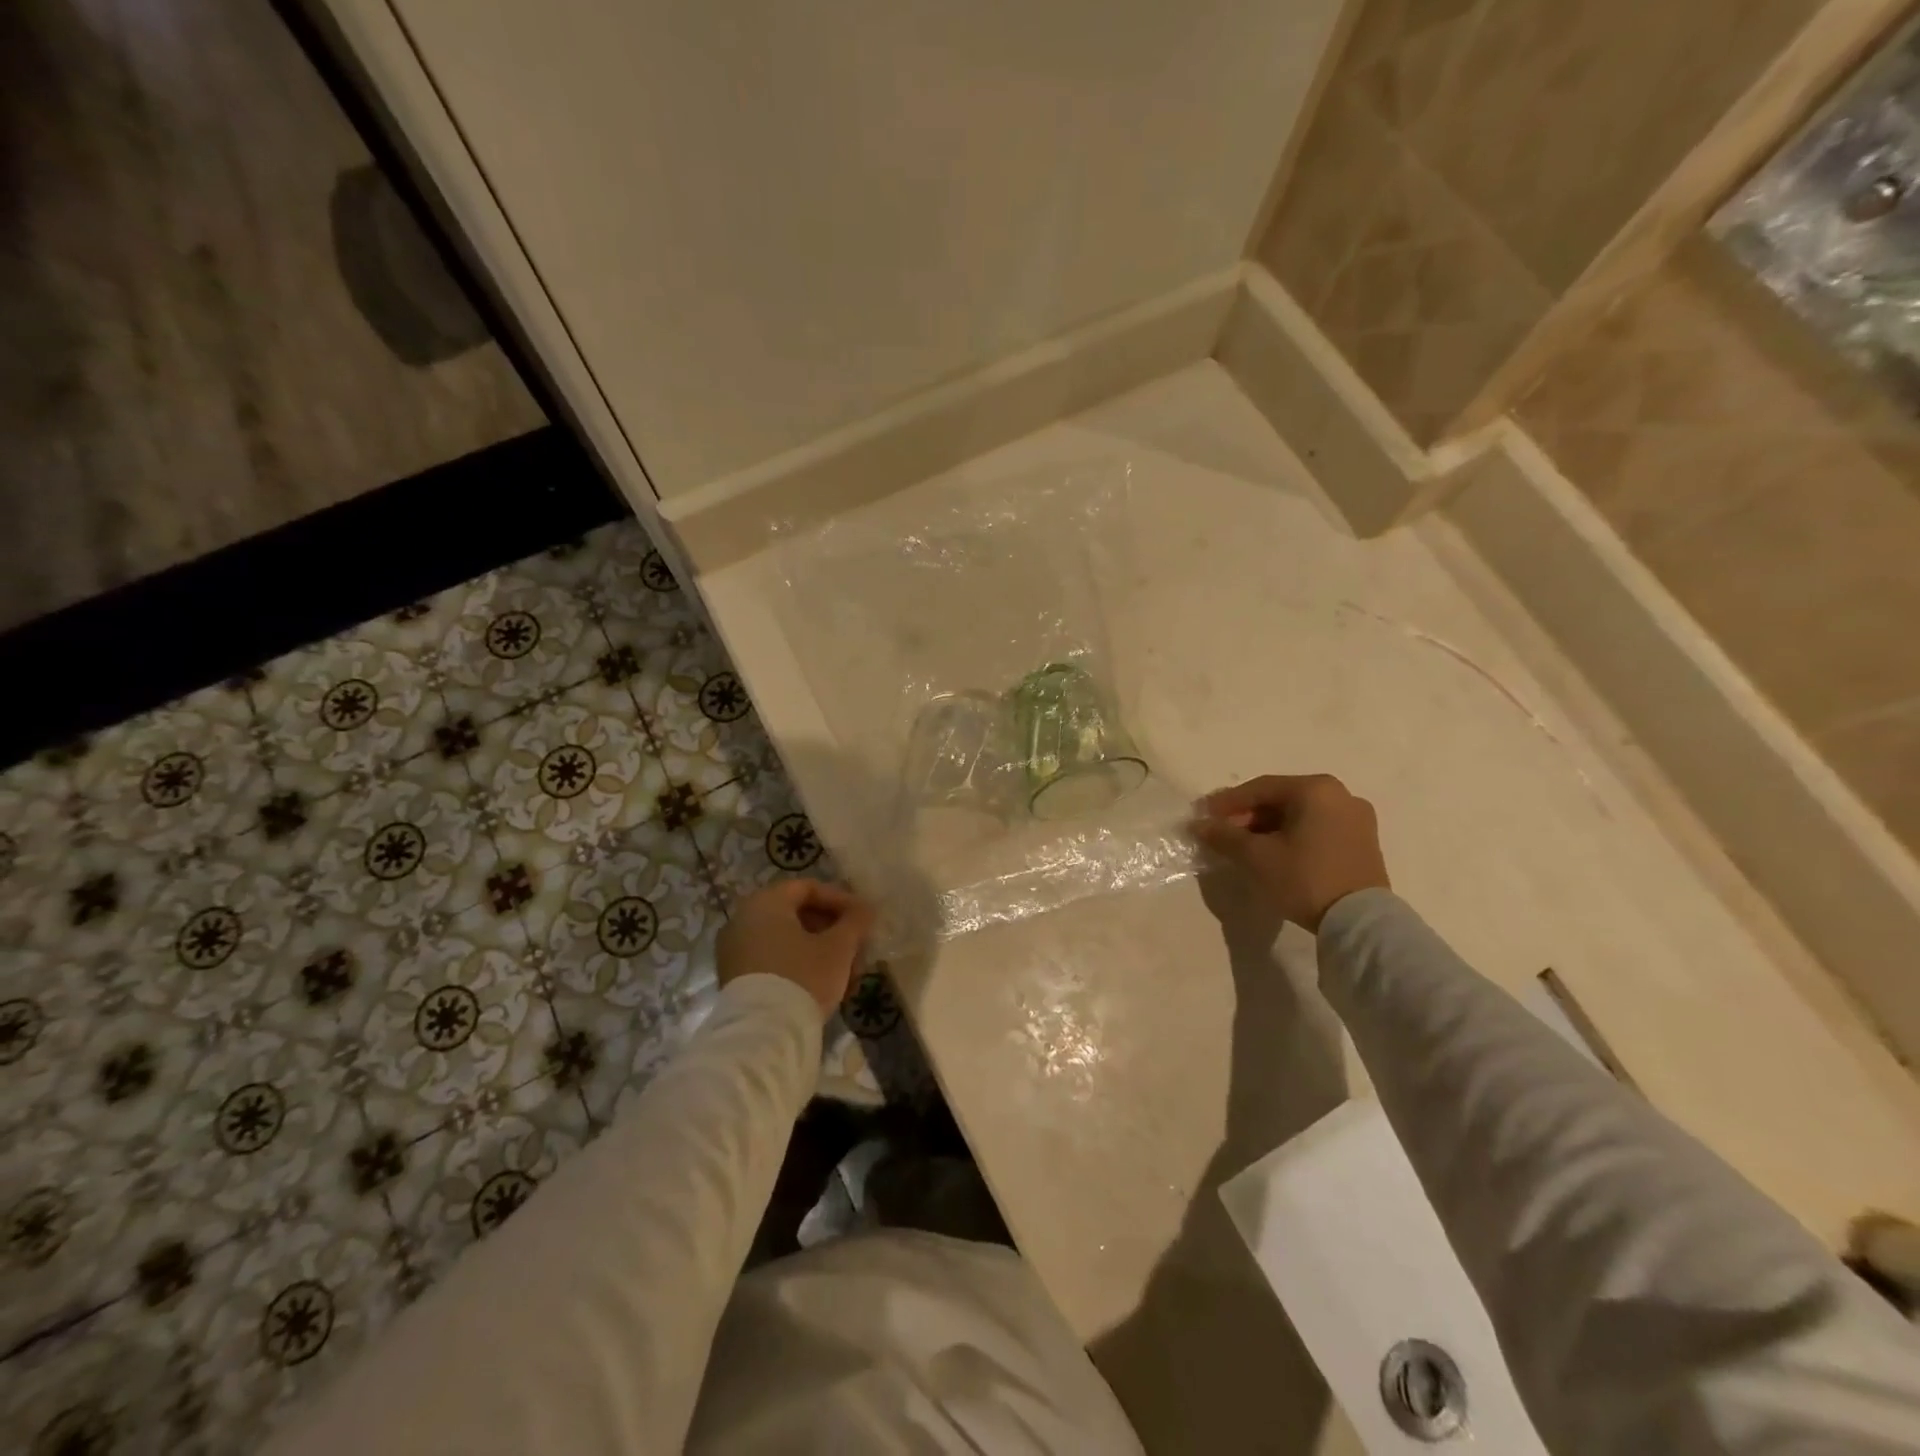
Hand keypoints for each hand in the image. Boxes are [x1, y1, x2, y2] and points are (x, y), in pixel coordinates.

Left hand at [716, 880, 876, 1017]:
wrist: (762, 1036)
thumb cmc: (803, 977)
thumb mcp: (839, 947)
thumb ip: (855, 922)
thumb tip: (866, 909)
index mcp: (765, 903)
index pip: (808, 888)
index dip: (841, 900)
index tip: (863, 920)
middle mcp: (743, 920)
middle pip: (798, 917)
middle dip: (834, 934)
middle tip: (858, 953)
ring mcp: (734, 952)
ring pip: (788, 943)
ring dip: (821, 954)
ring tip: (847, 979)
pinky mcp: (735, 981)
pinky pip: (773, 962)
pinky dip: (800, 968)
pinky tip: (824, 990)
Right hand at [1191, 774, 1389, 932]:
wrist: (1359, 922)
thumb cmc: (1305, 878)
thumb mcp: (1256, 856)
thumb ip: (1225, 836)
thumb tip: (1199, 825)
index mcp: (1316, 789)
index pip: (1261, 788)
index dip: (1228, 802)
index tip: (1204, 815)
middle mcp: (1340, 795)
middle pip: (1282, 799)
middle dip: (1248, 815)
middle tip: (1222, 832)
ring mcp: (1356, 819)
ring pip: (1300, 815)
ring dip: (1268, 827)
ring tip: (1244, 846)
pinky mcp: (1362, 843)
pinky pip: (1317, 828)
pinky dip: (1292, 836)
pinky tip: (1273, 853)